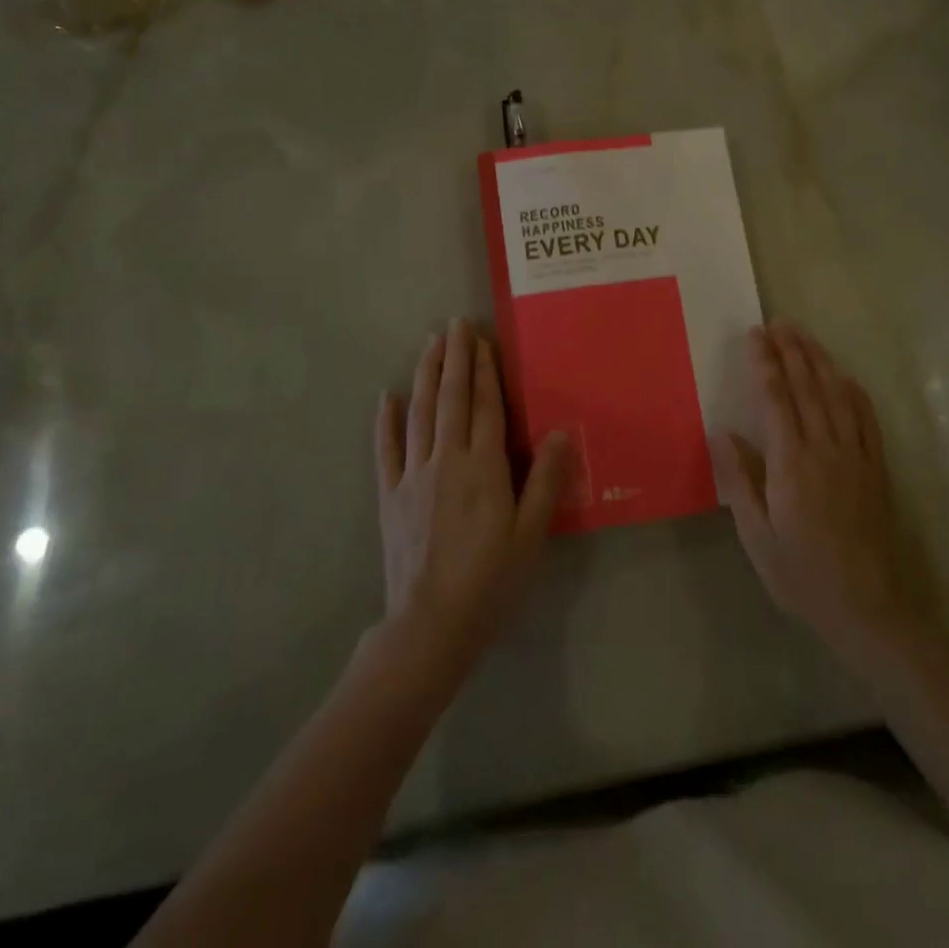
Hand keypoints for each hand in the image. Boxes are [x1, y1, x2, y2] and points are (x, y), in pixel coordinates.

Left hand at [375, 319, 568, 684]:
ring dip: (425, 375)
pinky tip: (387, 397)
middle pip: (451, 399)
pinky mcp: (390, 495)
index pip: (485, 407)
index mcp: (483, 467)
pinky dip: (386, 421)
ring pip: (419, 413)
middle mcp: (446, 460)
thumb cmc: (490, 581)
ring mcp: (413, 476)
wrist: (430, 626)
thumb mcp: (531, 535)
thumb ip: (546, 480)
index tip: (481, 339)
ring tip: (429, 344)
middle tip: (453, 324)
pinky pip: (386, 450)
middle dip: (453, 358)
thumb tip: (562, 431)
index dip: (484, 371)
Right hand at [712, 323, 919, 669]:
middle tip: (778, 322)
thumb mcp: (757, 537)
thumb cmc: (802, 575)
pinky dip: (852, 389)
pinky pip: (865, 417)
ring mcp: (855, 455)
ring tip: (804, 336)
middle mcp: (825, 449)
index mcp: (791, 464)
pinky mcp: (875, 467)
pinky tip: (843, 376)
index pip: (776, 399)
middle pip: (808, 387)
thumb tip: (722, 432)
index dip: (765, 363)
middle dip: (791, 350)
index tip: (755, 336)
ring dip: (819, 360)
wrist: (868, 608)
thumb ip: (739, 481)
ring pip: (837, 394)